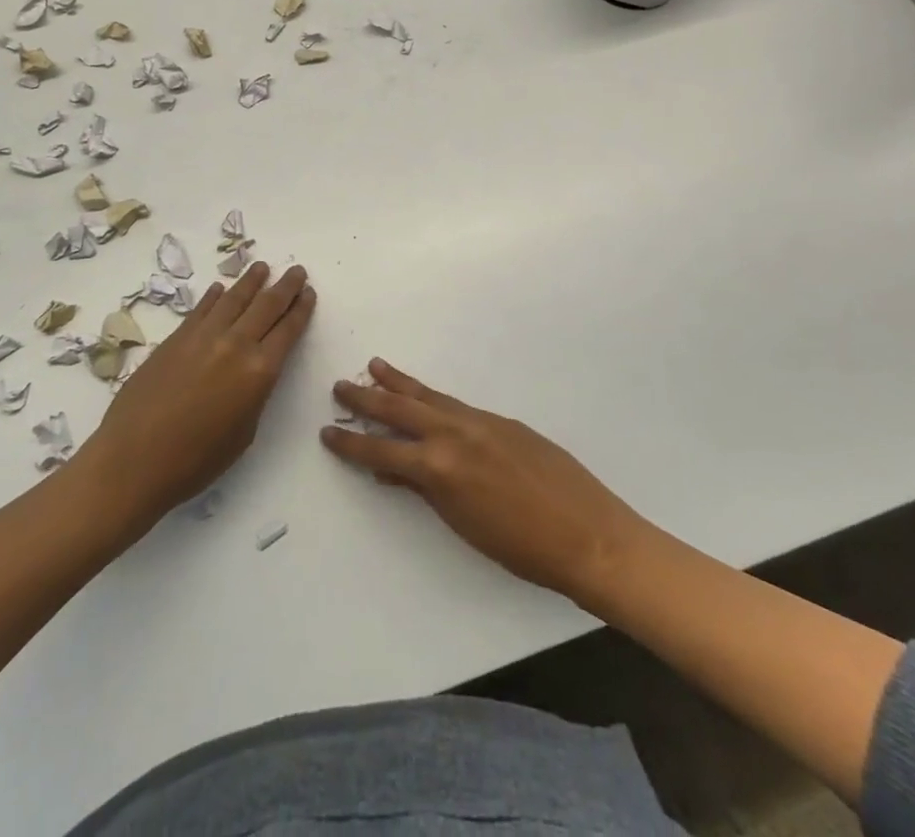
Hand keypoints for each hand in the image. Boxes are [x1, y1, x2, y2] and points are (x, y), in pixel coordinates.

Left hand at [76, 262, 315, 530]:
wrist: (134, 459)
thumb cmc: (196, 460)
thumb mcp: (244, 432)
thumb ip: (254, 394)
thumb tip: (252, 371)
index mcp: (259, 372)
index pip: (288, 330)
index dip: (301, 309)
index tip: (309, 292)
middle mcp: (235, 344)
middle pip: (266, 306)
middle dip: (285, 286)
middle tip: (296, 270)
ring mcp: (203, 336)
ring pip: (234, 299)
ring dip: (251, 281)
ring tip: (262, 267)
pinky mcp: (176, 337)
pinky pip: (202, 308)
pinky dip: (214, 296)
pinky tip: (220, 288)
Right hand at [322, 359, 646, 609]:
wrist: (587, 534)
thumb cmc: (521, 548)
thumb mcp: (462, 523)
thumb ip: (424, 491)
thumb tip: (392, 473)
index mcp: (439, 467)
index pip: (382, 451)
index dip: (351, 444)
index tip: (327, 432)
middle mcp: (454, 433)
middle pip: (400, 409)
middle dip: (367, 398)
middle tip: (341, 386)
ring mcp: (479, 421)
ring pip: (429, 396)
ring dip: (399, 383)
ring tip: (375, 366)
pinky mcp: (501, 420)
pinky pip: (456, 402)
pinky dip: (432, 396)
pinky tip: (426, 396)